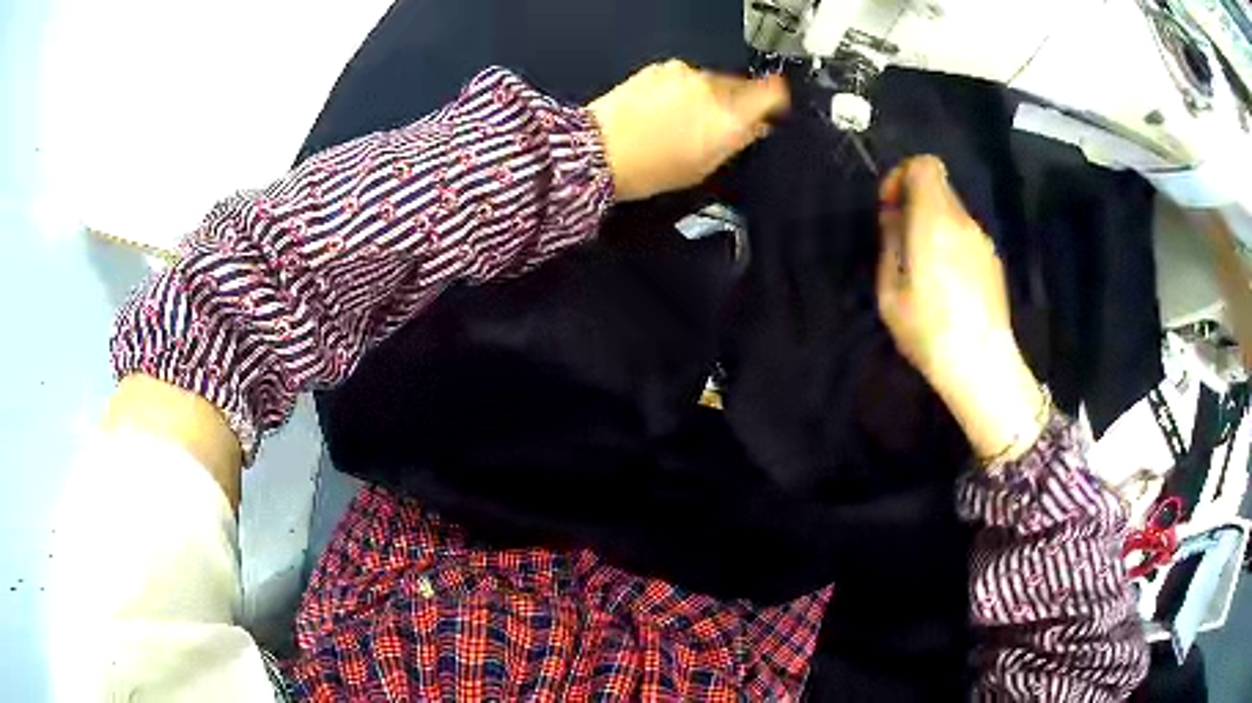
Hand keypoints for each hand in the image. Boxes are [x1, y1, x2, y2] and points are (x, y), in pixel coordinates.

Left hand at [589, 60, 788, 200]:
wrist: (597, 151)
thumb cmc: (652, 169)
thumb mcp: (705, 166)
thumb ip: (739, 141)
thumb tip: (759, 127)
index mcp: (730, 115)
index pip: (773, 93)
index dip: (775, 101)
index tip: (770, 112)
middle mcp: (713, 87)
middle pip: (742, 86)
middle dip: (737, 102)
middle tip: (718, 126)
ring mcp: (685, 73)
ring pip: (712, 80)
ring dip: (708, 95)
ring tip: (683, 121)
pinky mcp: (660, 68)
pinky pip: (685, 76)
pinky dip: (683, 89)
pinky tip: (664, 109)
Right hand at [875, 156, 1045, 462]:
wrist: (982, 366)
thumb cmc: (929, 329)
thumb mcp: (890, 290)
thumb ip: (891, 242)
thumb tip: (895, 217)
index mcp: (935, 220)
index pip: (925, 165)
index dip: (902, 176)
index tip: (890, 208)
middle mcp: (964, 222)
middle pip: (939, 188)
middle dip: (915, 204)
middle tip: (901, 241)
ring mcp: (983, 243)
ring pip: (953, 214)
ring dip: (933, 226)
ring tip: (922, 269)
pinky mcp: (994, 263)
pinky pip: (966, 238)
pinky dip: (951, 244)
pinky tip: (946, 286)